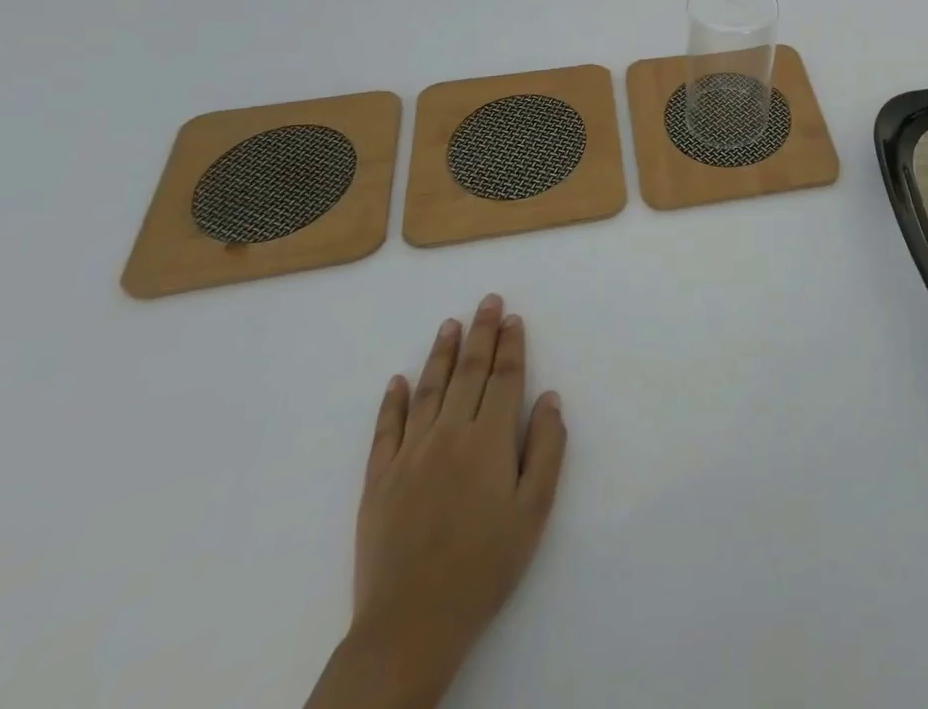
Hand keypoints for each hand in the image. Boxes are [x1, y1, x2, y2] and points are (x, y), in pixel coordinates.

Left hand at [314, 296, 566, 708]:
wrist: (411, 624)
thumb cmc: (485, 567)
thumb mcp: (534, 512)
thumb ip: (546, 449)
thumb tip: (549, 398)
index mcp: (489, 441)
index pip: (504, 378)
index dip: (511, 345)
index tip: (513, 318)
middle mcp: (449, 434)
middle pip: (468, 372)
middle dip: (481, 333)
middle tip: (487, 302)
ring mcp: (409, 454)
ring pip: (428, 390)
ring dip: (441, 353)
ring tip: (450, 324)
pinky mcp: (378, 480)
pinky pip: (386, 429)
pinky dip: (392, 401)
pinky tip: (398, 381)